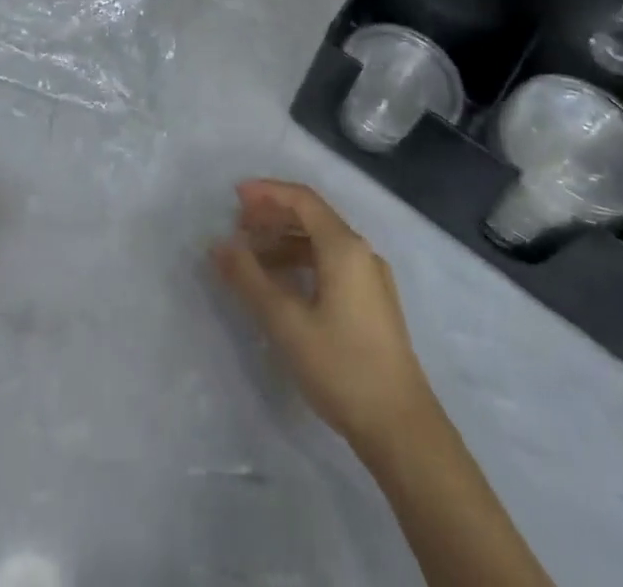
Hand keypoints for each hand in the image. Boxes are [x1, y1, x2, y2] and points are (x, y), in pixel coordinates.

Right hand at [213, 179, 434, 452]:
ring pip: (322, 242)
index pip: (302, 199)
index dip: (267, 192)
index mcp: (344, 247)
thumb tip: (219, 245)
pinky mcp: (373, 303)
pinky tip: (282, 285)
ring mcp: (371, 278)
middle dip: (273, 216)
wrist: (402, 429)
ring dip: (285, 241)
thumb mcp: (286, 322)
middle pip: (312, 217)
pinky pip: (331, 264)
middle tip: (238, 227)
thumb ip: (249, 279)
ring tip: (253, 257)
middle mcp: (361, 252)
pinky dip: (302, 262)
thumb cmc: (342, 367)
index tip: (235, 197)